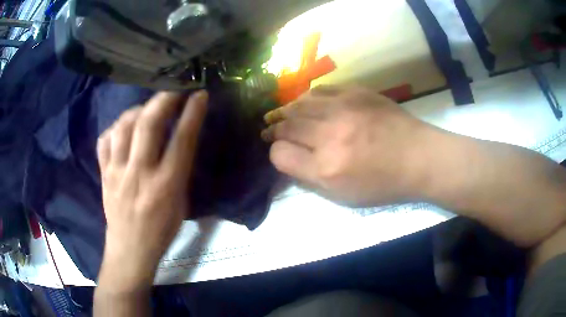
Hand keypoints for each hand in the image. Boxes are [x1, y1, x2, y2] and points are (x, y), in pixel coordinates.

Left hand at [96, 91, 207, 289]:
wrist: (130, 248)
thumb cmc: (161, 230)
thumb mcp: (181, 203)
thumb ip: (180, 170)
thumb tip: (181, 140)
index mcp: (166, 186)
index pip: (181, 141)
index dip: (192, 113)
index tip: (199, 94)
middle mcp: (139, 174)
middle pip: (148, 126)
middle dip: (163, 100)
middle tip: (173, 89)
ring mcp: (117, 172)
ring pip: (123, 127)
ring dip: (137, 110)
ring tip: (146, 109)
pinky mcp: (104, 173)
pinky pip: (105, 140)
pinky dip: (115, 128)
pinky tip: (123, 129)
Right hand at [263, 85, 438, 206]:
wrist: (419, 157)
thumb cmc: (384, 183)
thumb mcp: (345, 196)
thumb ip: (312, 178)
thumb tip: (289, 158)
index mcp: (326, 168)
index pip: (280, 154)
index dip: (276, 154)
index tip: (281, 153)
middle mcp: (329, 135)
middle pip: (286, 126)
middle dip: (275, 130)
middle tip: (272, 131)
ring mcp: (343, 109)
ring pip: (298, 104)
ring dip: (287, 111)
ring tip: (284, 115)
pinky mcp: (355, 92)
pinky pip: (320, 90)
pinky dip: (308, 98)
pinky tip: (308, 104)